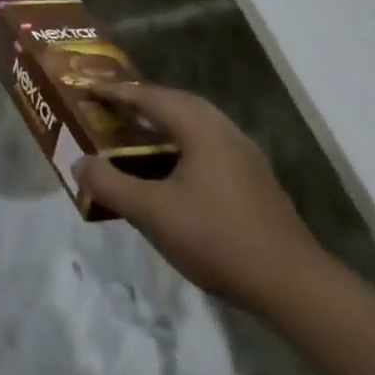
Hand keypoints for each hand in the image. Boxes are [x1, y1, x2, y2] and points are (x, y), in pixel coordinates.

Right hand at [73, 83, 326, 314]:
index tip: (87, 88)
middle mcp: (224, 131)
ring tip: (134, 134)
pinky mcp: (253, 181)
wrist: (294, 286)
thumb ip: (110, 184)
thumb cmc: (217, 238)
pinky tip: (170, 170)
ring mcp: (244, 156)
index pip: (149, 96)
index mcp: (200, 128)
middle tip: (110, 107)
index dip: (115, 91)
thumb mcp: (152, 212)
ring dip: (162, 123)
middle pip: (176, 102)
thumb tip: (79, 162)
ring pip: (195, 124)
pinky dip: (180, 144)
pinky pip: (207, 145)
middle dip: (141, 101)